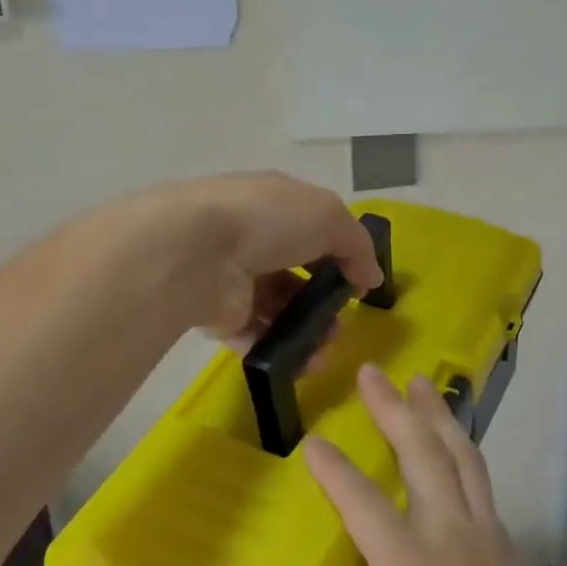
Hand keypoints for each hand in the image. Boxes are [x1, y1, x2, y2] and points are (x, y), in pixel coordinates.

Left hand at [128, 172, 383, 346]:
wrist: (196, 252)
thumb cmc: (269, 221)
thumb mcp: (330, 217)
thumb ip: (358, 246)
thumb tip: (370, 278)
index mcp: (276, 202)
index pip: (313, 227)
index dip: (340, 253)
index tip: (360, 283)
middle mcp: (253, 236)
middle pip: (296, 272)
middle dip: (323, 300)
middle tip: (341, 324)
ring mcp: (233, 276)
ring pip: (278, 308)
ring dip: (307, 330)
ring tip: (325, 350)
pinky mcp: (218, 314)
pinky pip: (255, 335)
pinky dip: (280, 350)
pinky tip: (301, 362)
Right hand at [218, 366, 566, 565]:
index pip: (364, 503)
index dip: (334, 471)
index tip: (312, 440)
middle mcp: (454, 537)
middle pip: (423, 454)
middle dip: (394, 409)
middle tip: (372, 371)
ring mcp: (491, 540)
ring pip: (462, 458)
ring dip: (437, 416)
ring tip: (422, 384)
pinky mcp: (513, 554)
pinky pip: (482, 483)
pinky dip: (463, 452)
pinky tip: (457, 456)